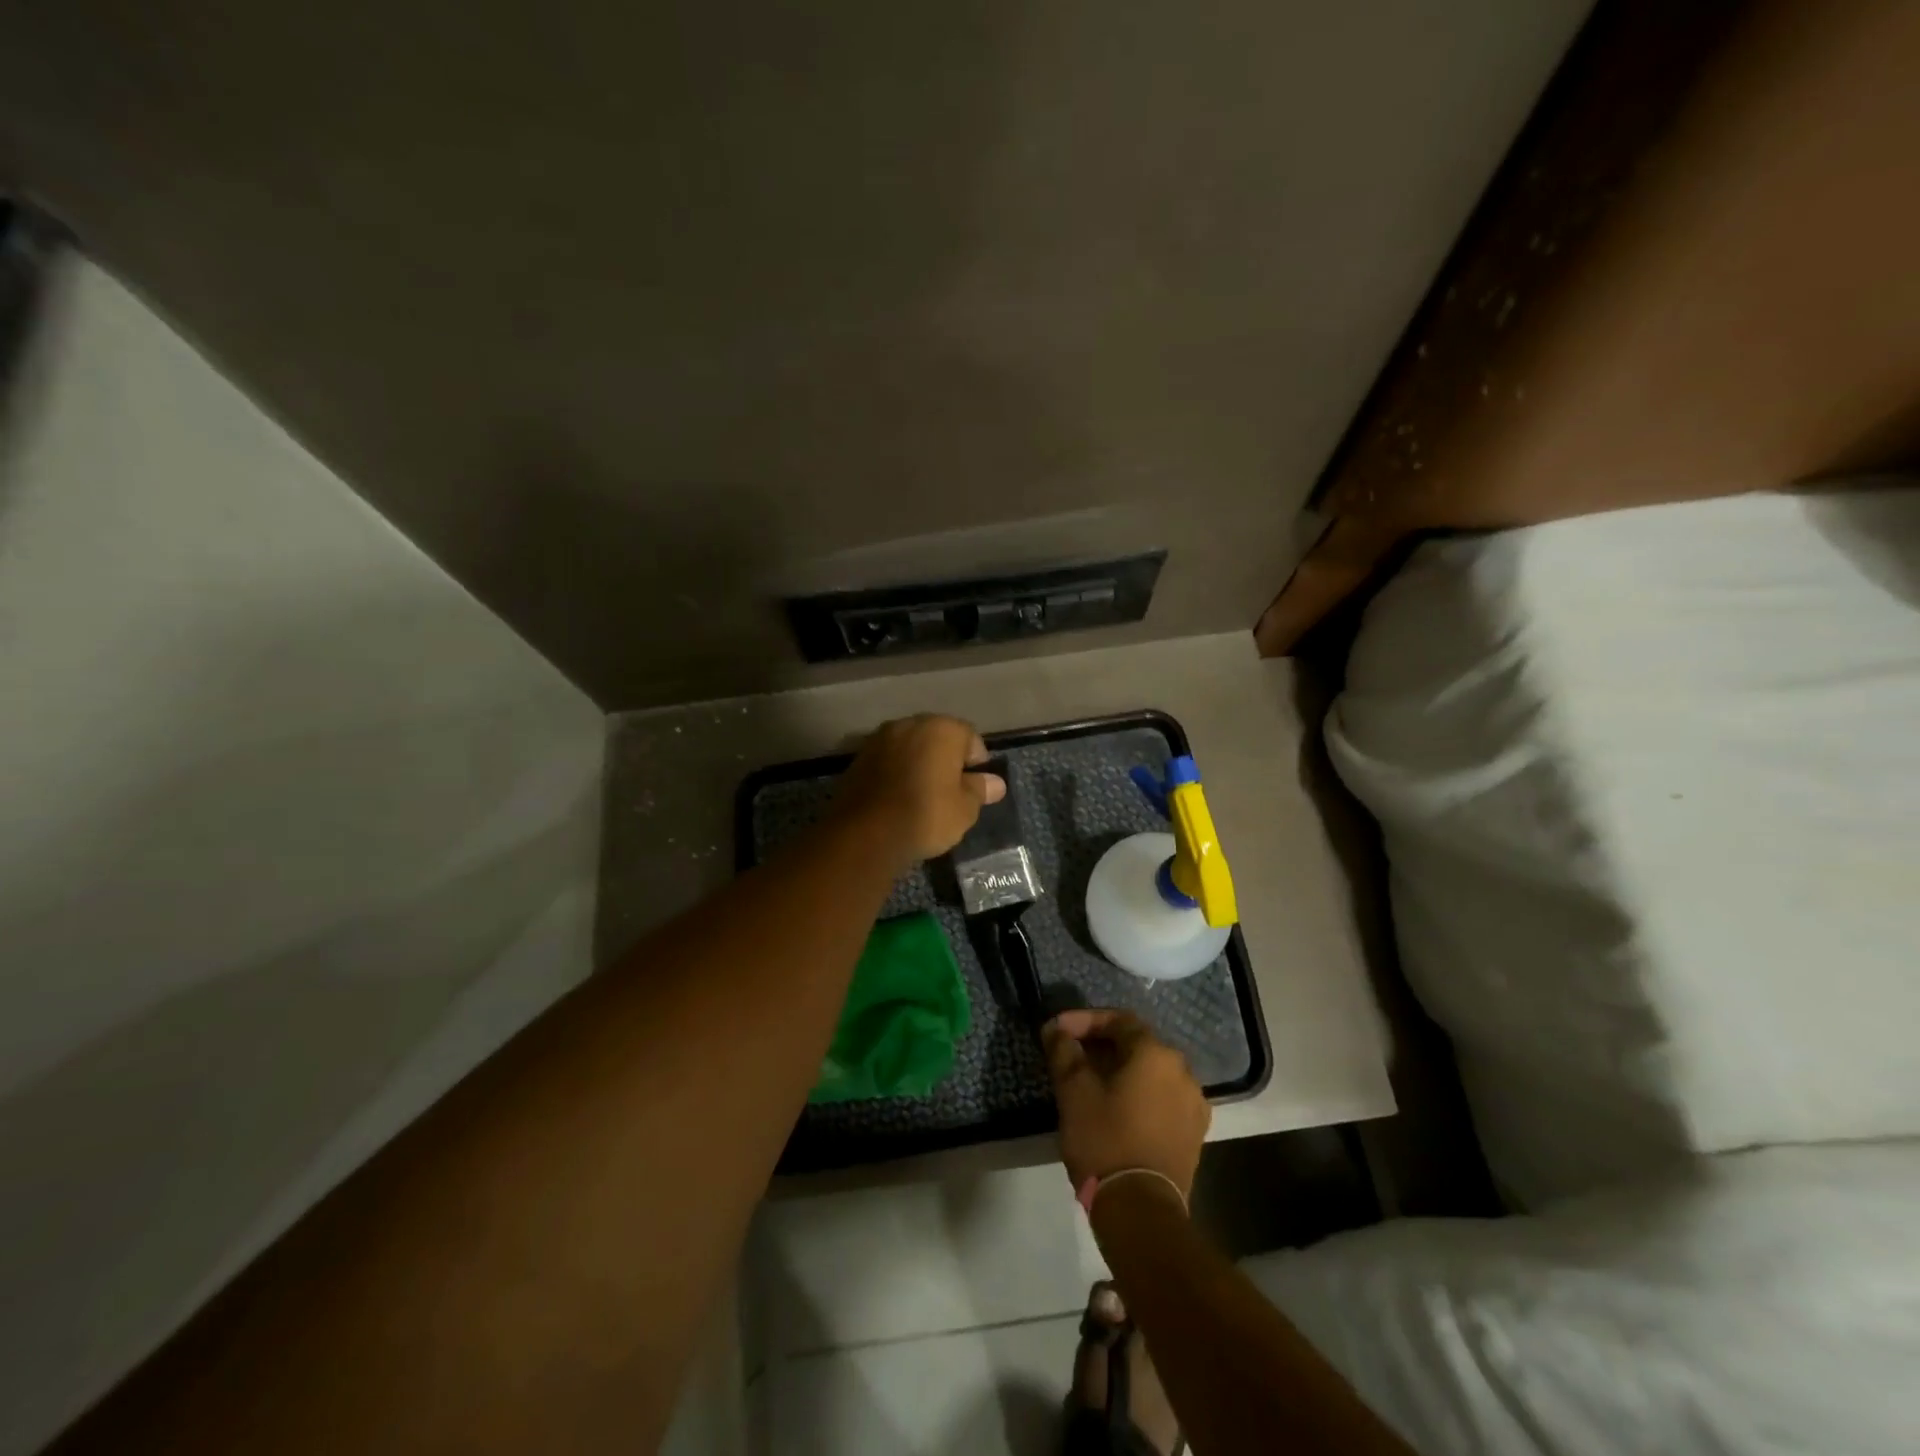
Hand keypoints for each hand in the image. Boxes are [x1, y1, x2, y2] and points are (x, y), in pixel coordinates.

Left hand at [830, 714, 1005, 865]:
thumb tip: (995, 783)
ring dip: (919, 763)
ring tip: (923, 795)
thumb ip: (980, 790)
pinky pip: (888, 760)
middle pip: (937, 737)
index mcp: (942, 729)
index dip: (976, 762)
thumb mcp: (965, 808)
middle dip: (946, 758)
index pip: (970, 737)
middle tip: (951, 790)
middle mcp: (910, 724)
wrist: (866, 833)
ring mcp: (880, 738)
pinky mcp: (859, 758)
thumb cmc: (926, 815)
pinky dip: (896, 772)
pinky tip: (898, 798)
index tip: (975, 786)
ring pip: (910, 747)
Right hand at [1045, 1009, 1209, 1199]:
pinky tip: (1116, 1107)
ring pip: (1150, 1073)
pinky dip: (1138, 1094)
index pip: (1118, 1020)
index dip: (1084, 1020)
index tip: (1057, 1029)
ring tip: (1090, 1081)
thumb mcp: (1074, 1092)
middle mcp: (1182, 1071)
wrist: (1142, 1212)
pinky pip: (1162, 1098)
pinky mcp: (1194, 1133)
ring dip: (1120, 1070)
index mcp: (1156, 1054)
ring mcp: (1193, 1104)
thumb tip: (1056, 1029)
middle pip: (1137, 1044)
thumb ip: (1064, 1051)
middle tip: (1071, 1053)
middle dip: (1101, 1044)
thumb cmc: (1105, 1141)